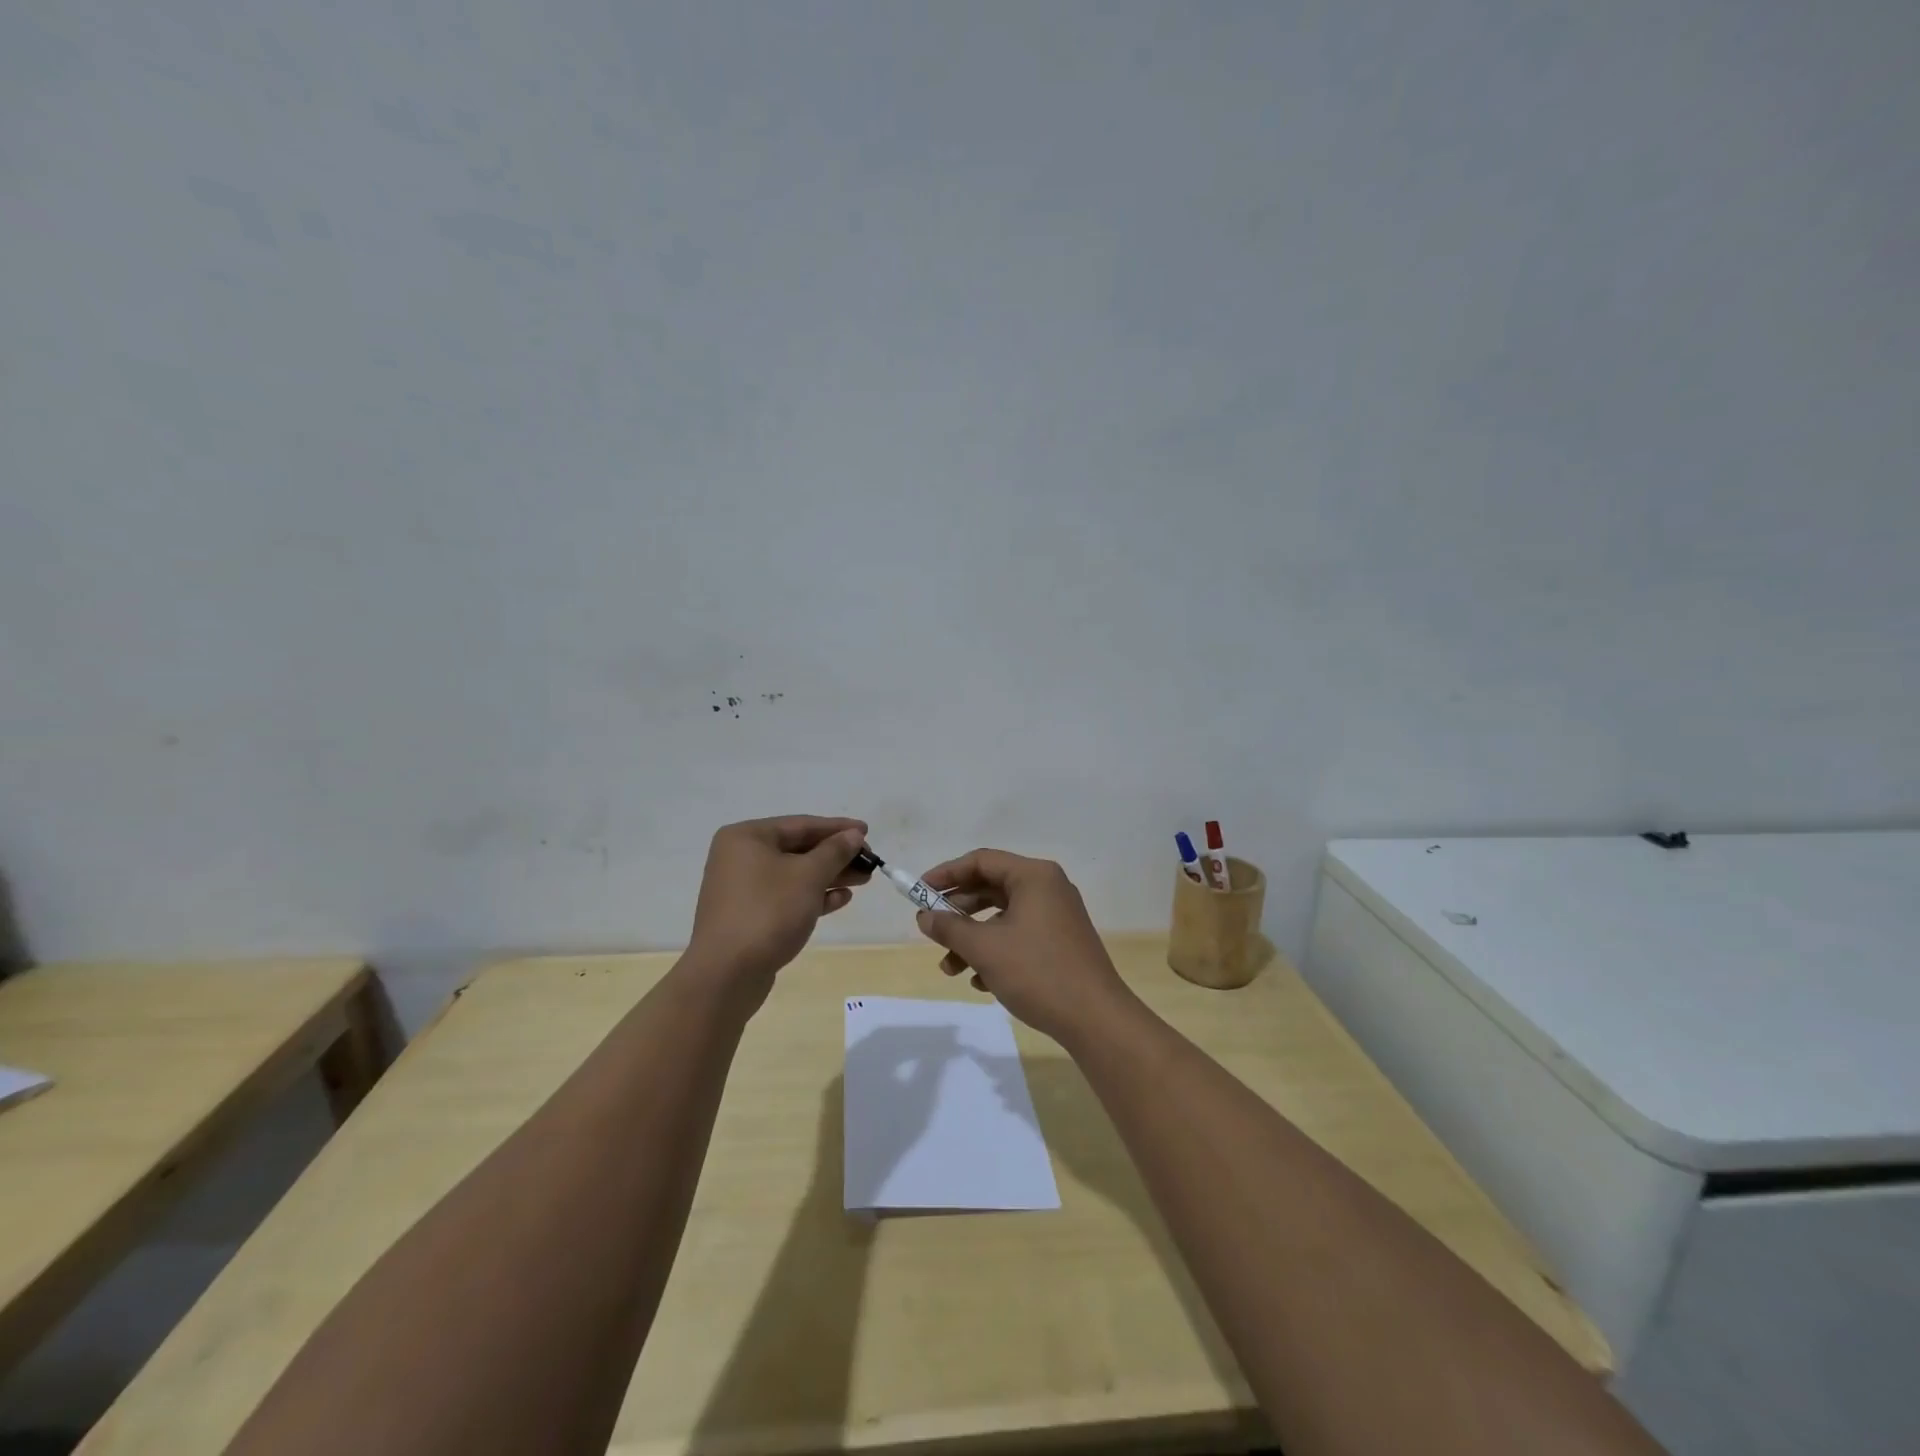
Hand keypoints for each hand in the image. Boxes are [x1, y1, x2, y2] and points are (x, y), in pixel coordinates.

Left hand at [687, 816, 870, 994]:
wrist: (727, 974)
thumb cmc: (768, 912)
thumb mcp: (808, 876)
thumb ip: (835, 851)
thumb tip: (854, 835)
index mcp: (747, 838)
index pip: (801, 824)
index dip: (837, 828)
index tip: (867, 831)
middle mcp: (740, 858)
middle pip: (798, 849)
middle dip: (836, 855)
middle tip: (869, 861)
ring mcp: (743, 889)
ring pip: (794, 875)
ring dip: (829, 876)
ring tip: (863, 879)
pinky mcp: (749, 916)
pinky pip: (786, 897)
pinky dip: (813, 896)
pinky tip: (840, 899)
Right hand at [912, 848, 1131, 1044]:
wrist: (1094, 1018)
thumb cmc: (1037, 972)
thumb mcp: (984, 948)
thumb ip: (949, 927)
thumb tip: (924, 916)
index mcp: (1033, 876)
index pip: (981, 861)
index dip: (946, 874)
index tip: (919, 892)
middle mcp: (1047, 888)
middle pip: (991, 888)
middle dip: (957, 912)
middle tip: (931, 930)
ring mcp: (1056, 916)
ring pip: (1002, 917)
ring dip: (972, 939)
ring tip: (950, 968)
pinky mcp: (1060, 943)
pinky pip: (1019, 936)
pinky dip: (995, 952)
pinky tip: (980, 981)